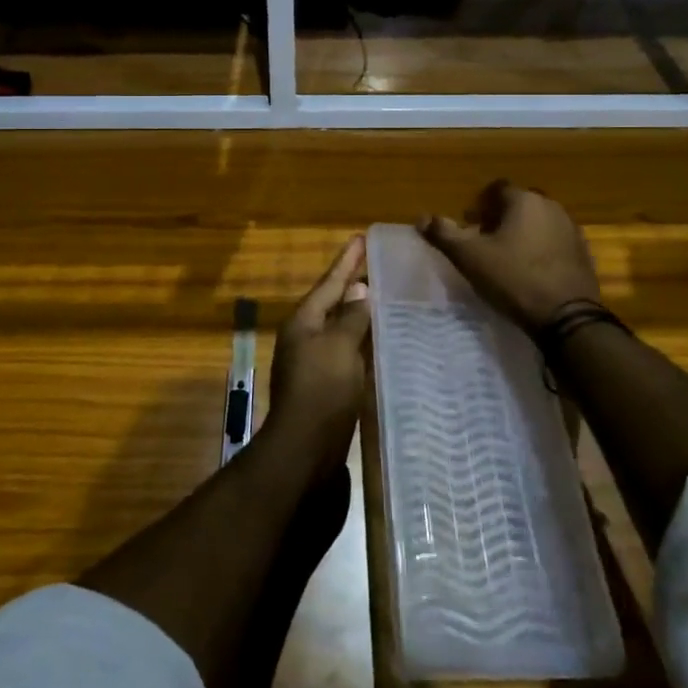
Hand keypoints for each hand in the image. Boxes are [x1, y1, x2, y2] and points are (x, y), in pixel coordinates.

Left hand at [266, 235, 370, 467]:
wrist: (305, 450)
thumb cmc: (323, 390)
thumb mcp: (340, 346)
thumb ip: (351, 317)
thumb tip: (359, 290)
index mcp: (304, 321)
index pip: (330, 282)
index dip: (347, 260)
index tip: (362, 238)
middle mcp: (305, 337)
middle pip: (332, 302)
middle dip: (353, 283)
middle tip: (376, 263)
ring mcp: (314, 362)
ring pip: (340, 327)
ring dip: (359, 312)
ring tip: (383, 295)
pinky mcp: (326, 385)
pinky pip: (347, 351)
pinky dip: (362, 339)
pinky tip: (379, 339)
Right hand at [420, 181, 600, 333]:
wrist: (566, 316)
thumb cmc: (514, 279)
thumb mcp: (470, 258)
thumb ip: (444, 234)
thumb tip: (421, 218)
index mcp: (524, 201)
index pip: (498, 188)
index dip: (480, 204)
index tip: (470, 223)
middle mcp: (551, 206)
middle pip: (520, 204)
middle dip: (501, 217)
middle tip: (484, 241)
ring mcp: (571, 229)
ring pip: (539, 221)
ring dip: (523, 232)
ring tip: (507, 257)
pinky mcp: (584, 253)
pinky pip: (555, 241)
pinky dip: (541, 248)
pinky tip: (531, 270)